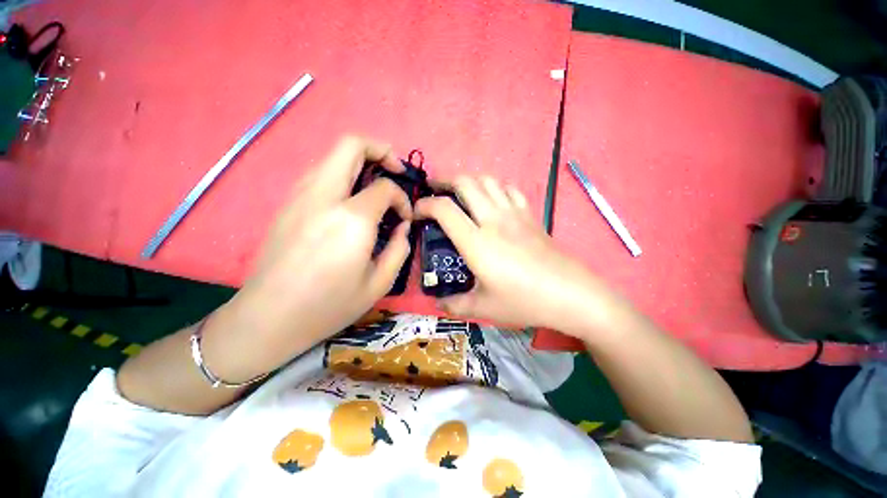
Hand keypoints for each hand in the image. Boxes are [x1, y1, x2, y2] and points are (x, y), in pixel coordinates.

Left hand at [219, 136, 412, 369]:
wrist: (268, 318)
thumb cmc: (329, 306)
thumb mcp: (379, 283)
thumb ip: (399, 249)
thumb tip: (402, 227)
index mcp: (351, 219)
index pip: (385, 187)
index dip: (402, 198)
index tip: (405, 218)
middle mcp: (324, 197)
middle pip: (351, 145)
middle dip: (380, 149)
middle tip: (395, 169)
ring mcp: (300, 197)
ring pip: (332, 157)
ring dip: (359, 162)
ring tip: (374, 185)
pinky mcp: (287, 204)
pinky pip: (320, 174)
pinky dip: (342, 176)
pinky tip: (350, 201)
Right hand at [415, 176, 618, 333]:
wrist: (570, 294)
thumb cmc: (524, 301)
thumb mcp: (483, 309)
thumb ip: (455, 305)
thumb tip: (439, 303)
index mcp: (477, 242)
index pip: (444, 209)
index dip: (424, 205)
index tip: (417, 212)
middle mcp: (493, 220)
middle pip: (465, 182)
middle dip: (444, 180)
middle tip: (434, 190)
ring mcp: (514, 214)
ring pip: (488, 180)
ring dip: (469, 181)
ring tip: (460, 193)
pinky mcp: (530, 215)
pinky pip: (510, 190)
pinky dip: (495, 187)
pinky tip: (492, 199)